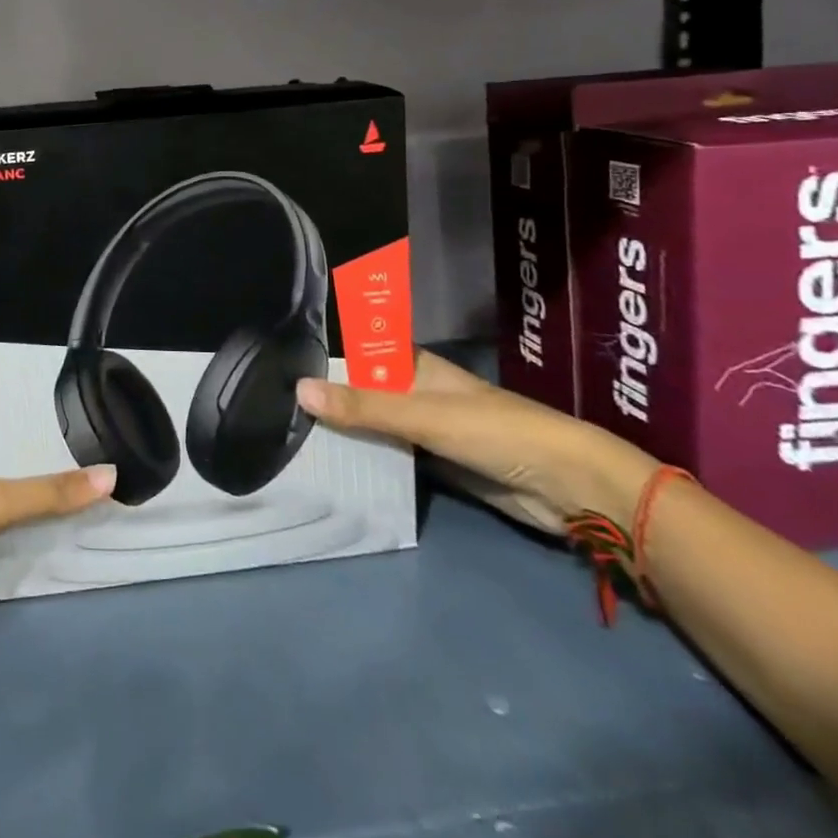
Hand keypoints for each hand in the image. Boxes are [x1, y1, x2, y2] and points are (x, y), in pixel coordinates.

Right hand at [295, 349, 657, 534]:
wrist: (566, 486)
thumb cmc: (495, 431)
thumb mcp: (421, 415)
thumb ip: (362, 406)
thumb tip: (297, 389)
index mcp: (413, 366)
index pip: (359, 352)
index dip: (324, 354)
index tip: (276, 360)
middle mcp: (415, 391)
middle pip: (362, 390)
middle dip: (327, 397)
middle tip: (272, 407)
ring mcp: (425, 428)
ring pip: (374, 424)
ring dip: (344, 431)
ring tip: (289, 437)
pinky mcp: (436, 463)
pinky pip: (390, 456)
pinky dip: (366, 459)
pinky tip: (333, 467)